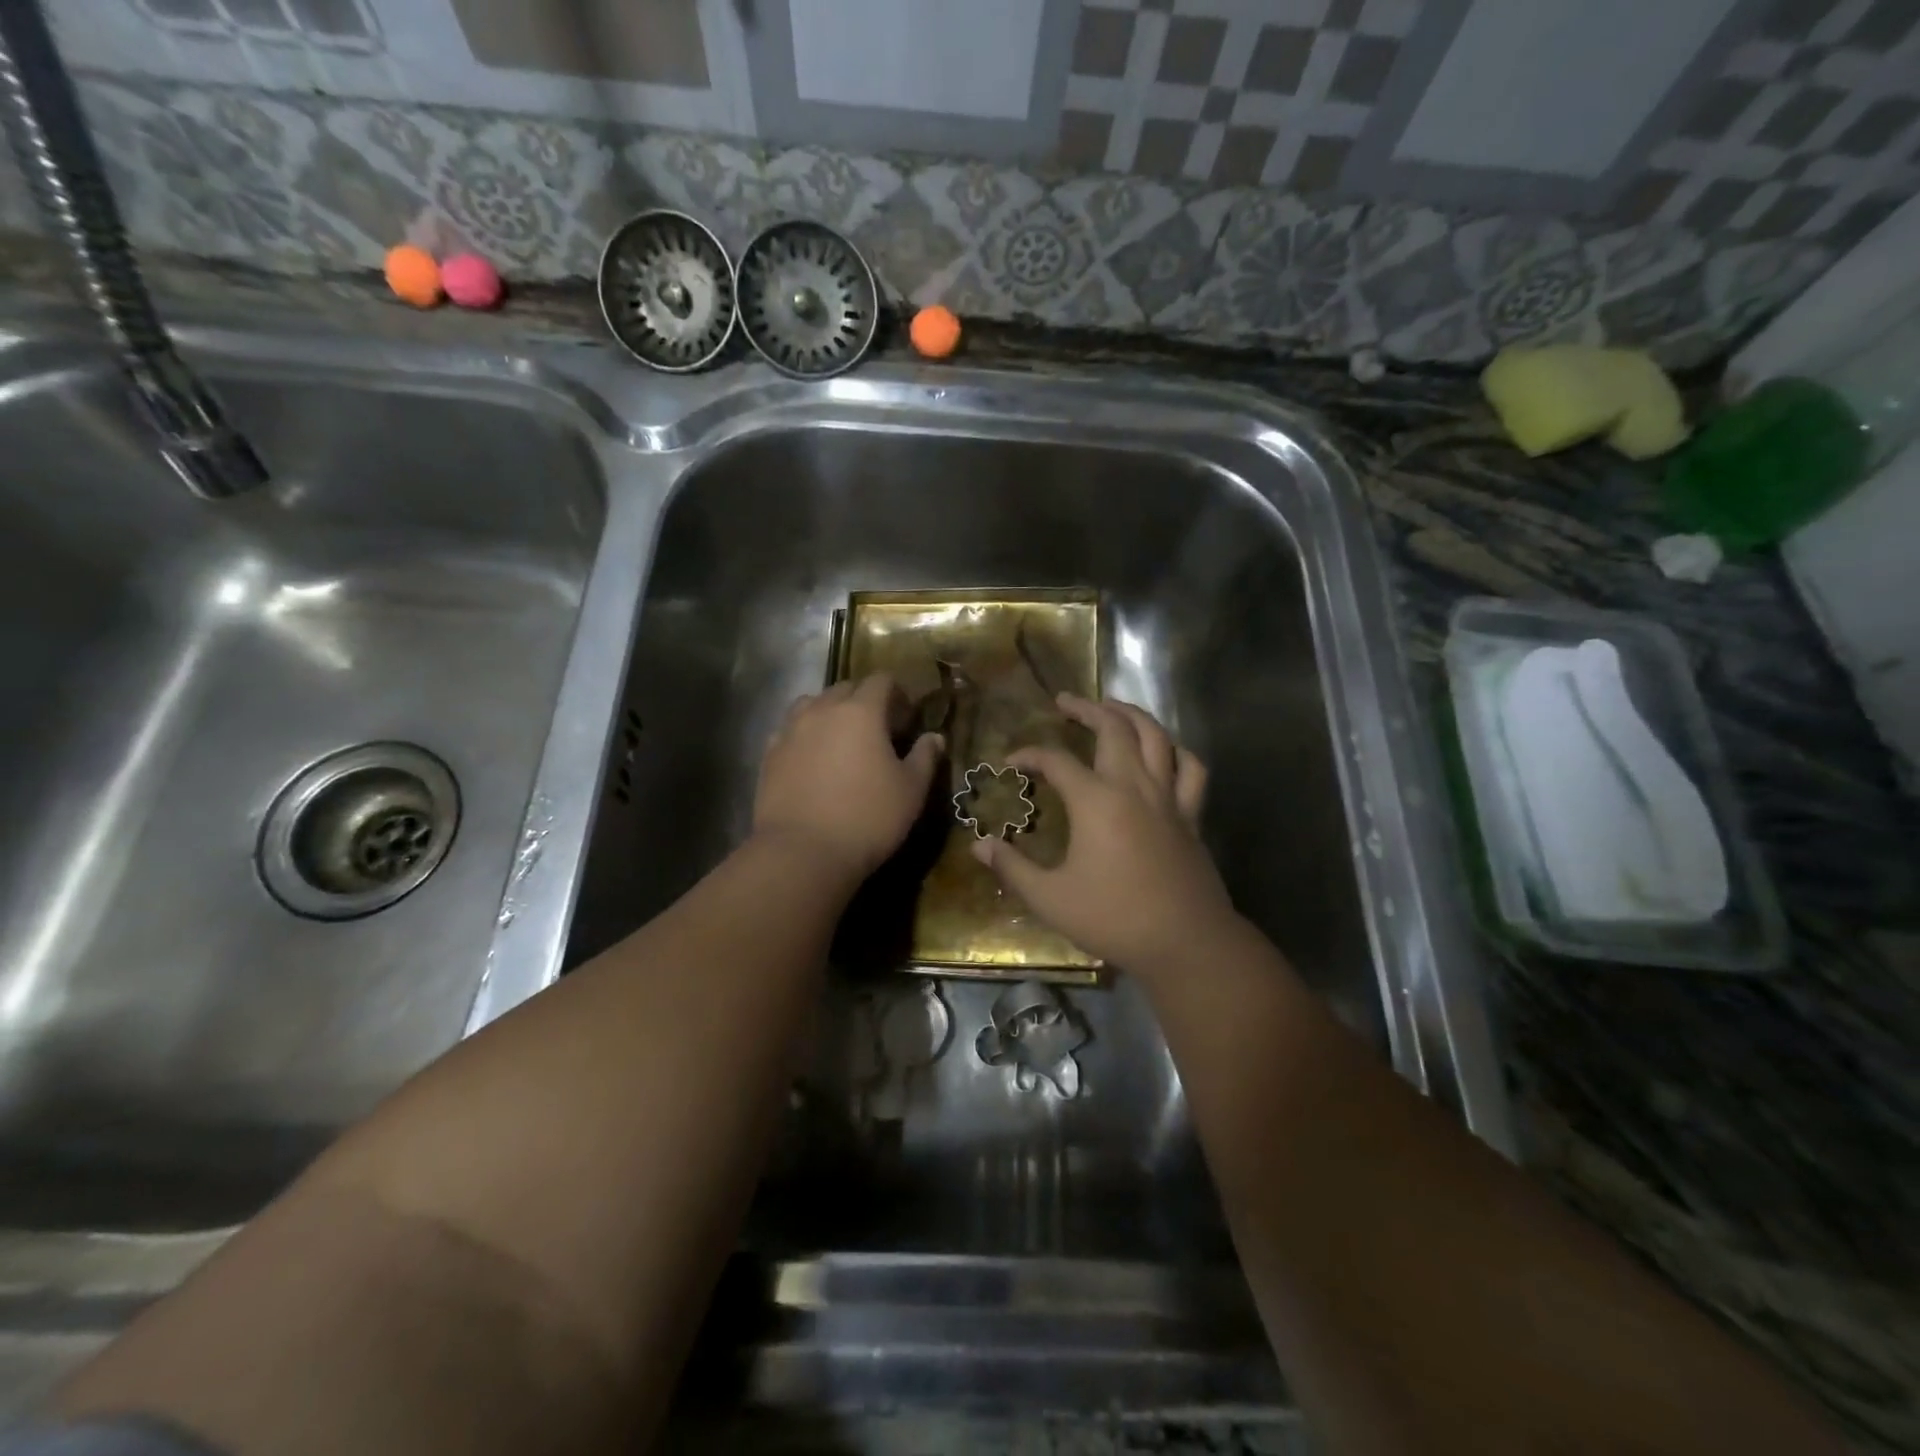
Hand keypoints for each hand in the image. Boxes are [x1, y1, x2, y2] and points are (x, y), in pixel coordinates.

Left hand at [754, 674, 944, 881]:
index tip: (907, 719)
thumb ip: (925, 757)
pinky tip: (812, 758)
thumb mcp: (911, 791)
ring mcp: (791, 730)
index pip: (881, 680)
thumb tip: (934, 737)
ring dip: (830, 712)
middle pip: (845, 688)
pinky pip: (789, 730)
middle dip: (864, 700)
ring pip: (812, 704)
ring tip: (840, 740)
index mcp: (861, 711)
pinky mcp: (769, 754)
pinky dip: (804, 734)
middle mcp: (823, 710)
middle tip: (878, 731)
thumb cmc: (868, 818)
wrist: (802, 852)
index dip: (897, 694)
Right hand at [972, 694, 1238, 973]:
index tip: (1012, 762)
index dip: (1030, 755)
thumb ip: (1012, 868)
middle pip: (1113, 728)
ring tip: (1114, 707)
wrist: (1185, 942)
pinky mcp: (1191, 815)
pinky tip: (1165, 749)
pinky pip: (1191, 768)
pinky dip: (1176, 750)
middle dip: (1087, 708)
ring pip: (1156, 737)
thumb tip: (979, 845)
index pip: (1056, 760)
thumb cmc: (1113, 918)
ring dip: (1132, 715)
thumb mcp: (1050, 898)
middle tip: (1065, 701)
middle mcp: (1133, 786)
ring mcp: (1168, 797)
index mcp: (1096, 801)